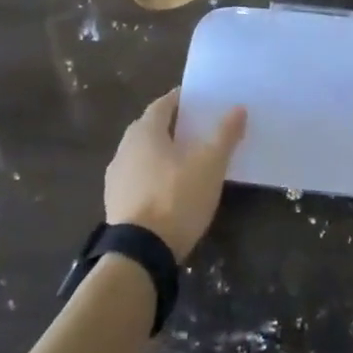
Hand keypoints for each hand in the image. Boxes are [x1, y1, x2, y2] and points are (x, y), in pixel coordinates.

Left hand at [104, 89, 246, 259]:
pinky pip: (137, 178)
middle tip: (198, 129)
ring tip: (187, 161)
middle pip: (150, 128)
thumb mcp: (210, 164)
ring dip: (162, 153)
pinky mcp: (114, 203)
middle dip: (173, 126)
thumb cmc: (176, 197)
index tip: (201, 101)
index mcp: (145, 132)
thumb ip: (224, 134)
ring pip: (142, 154)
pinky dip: (153, 176)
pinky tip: (169, 189)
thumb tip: (238, 109)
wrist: (140, 253)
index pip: (163, 104)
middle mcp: (124, 148)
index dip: (182, 100)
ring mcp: (116, 177)